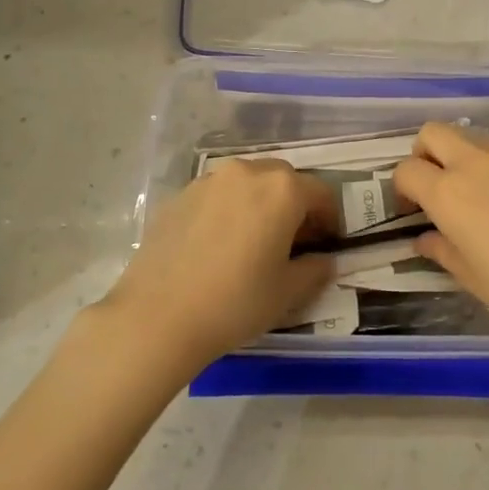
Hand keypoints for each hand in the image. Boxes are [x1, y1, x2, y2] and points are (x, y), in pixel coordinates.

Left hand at [101, 159, 338, 374]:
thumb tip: (324, 260)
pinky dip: (228, 211)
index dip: (330, 219)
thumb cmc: (235, 302)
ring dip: (260, 204)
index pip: (321, 193)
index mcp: (282, 189)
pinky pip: (217, 196)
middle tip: (292, 242)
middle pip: (283, 180)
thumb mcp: (288, 292)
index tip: (327, 244)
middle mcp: (247, 172)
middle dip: (295, 205)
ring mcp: (209, 181)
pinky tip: (218, 246)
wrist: (157, 317)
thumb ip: (315, 270)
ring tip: (253, 241)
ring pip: (247, 184)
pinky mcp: (179, 196)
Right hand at [393, 122, 488, 364]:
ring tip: (484, 199)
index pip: (406, 170)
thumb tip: (427, 238)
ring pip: (474, 139)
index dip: (402, 190)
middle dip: (425, 155)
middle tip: (438, 189)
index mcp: (450, 193)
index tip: (413, 211)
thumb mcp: (473, 279)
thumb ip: (442, 250)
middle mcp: (478, 163)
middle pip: (434, 133)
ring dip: (465, 159)